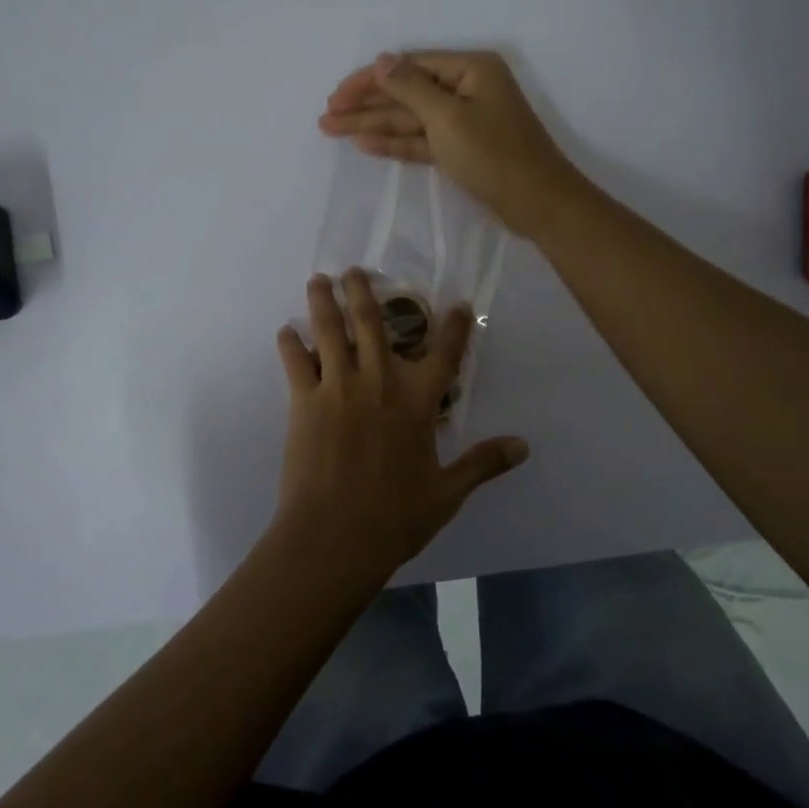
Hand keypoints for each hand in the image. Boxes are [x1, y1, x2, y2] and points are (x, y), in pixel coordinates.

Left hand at [273, 270, 529, 585]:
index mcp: (417, 402)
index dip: (453, 326)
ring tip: (319, 279)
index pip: (443, 353)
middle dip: (363, 291)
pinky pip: (295, 363)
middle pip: (372, 323)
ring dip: (324, 301)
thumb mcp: (448, 493)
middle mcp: (378, 382)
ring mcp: (338, 388)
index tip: (456, 303)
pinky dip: (289, 344)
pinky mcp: (303, 402)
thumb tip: (522, 446)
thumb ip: (483, 462)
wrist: (335, 536)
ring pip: (330, 331)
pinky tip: (285, 331)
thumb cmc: (395, 517)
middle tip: (355, 270)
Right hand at [318, 50, 586, 237]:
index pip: (408, 66)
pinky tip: (364, 144)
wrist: (538, 204)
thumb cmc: (494, 154)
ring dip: (373, 124)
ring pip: (410, 118)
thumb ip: (409, 88)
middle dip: (366, 104)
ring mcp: (464, 120)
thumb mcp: (447, 117)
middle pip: (405, 92)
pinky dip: (395, 142)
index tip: (336, 96)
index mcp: (469, 69)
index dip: (369, 80)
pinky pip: (422, 140)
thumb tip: (381, 61)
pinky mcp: (461, 149)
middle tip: (326, 116)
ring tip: (331, 130)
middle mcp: (466, 88)